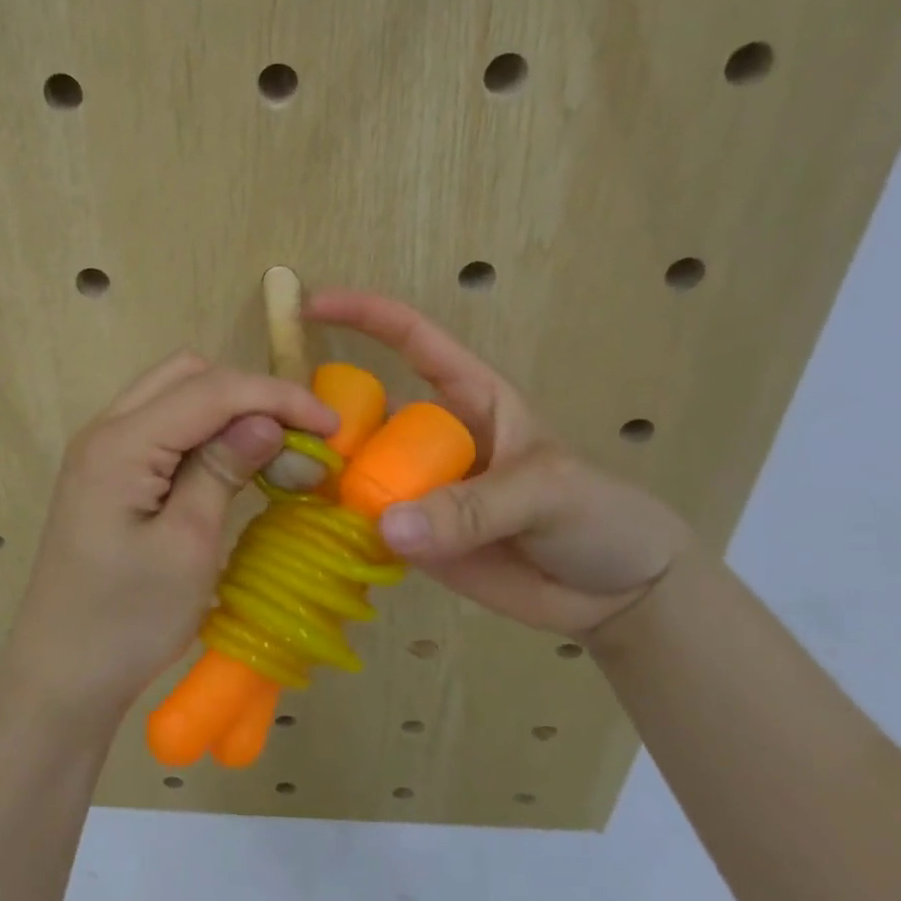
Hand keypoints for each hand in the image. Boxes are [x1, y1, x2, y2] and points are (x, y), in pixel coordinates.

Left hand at [5, 351, 338, 712]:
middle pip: (189, 375)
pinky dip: (204, 430)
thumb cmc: (128, 621)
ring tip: (274, 450)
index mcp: (120, 444)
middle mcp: (104, 429)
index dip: (277, 397)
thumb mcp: (187, 545)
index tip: (331, 426)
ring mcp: (102, 449)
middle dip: (251, 394)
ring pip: (175, 393)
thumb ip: (221, 470)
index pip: (211, 390)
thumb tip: (266, 420)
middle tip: (298, 439)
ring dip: (228, 409)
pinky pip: (163, 424)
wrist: (63, 675)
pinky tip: (233, 461)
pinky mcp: (108, 471)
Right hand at [306, 290, 694, 638]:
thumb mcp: (547, 494)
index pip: (412, 340)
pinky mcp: (415, 537)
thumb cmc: (599, 515)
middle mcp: (432, 438)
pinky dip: (338, 525)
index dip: (364, 315)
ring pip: (357, 470)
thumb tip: (388, 524)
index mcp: (470, 399)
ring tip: (287, 486)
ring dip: (325, 476)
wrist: (620, 595)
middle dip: (323, 415)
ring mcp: (420, 488)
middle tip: (280, 435)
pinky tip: (308, 528)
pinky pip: (366, 524)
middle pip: (364, 412)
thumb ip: (473, 508)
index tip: (311, 304)